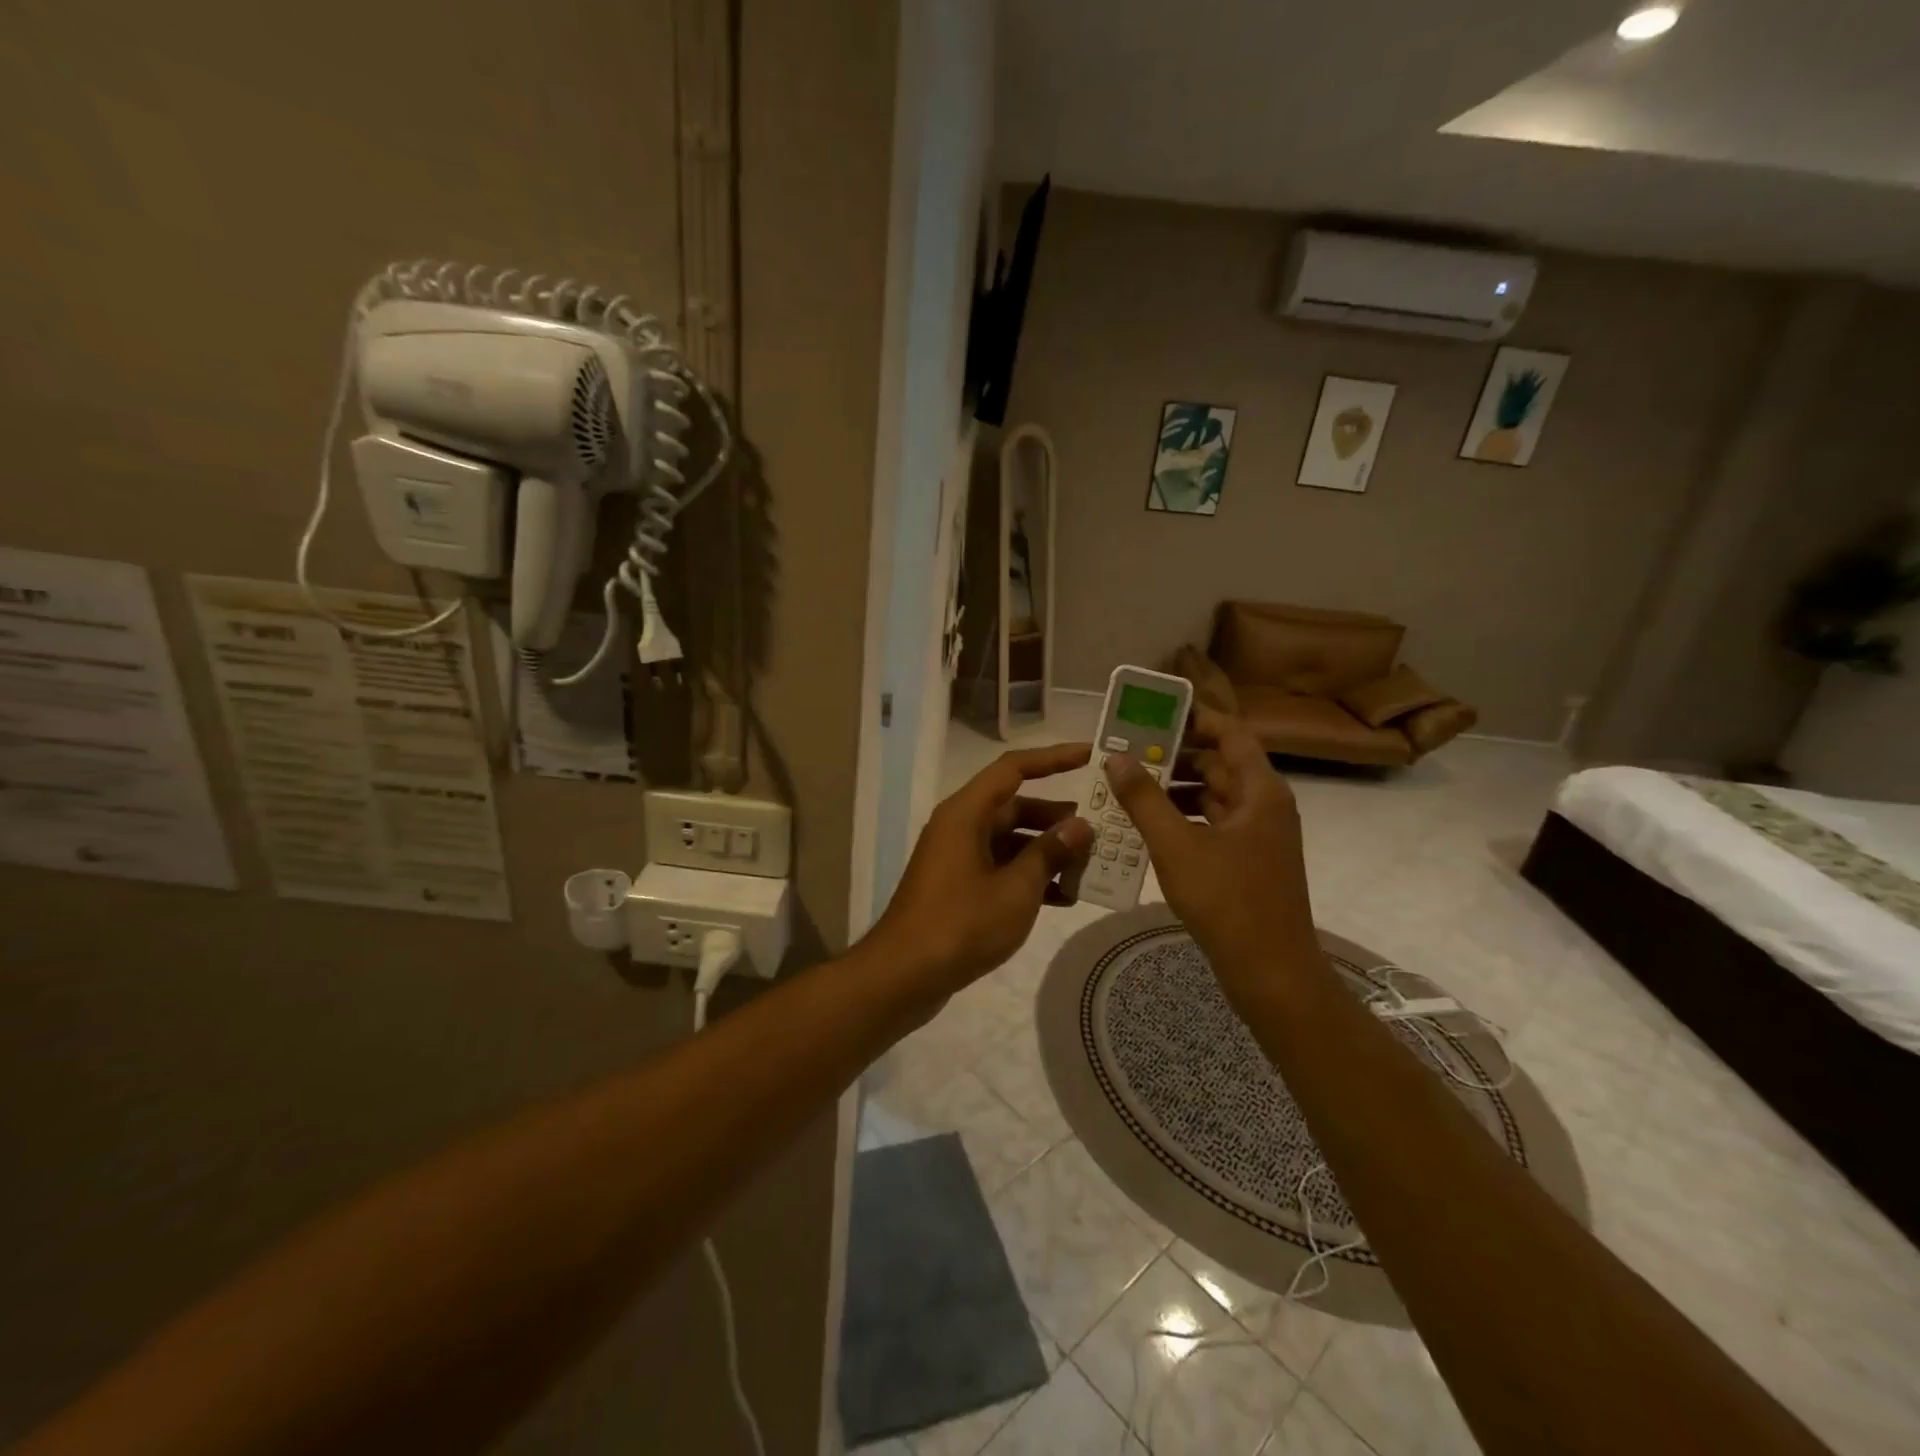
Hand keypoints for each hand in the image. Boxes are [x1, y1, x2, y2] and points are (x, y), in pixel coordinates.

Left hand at [867, 743, 1094, 997]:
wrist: (904, 975)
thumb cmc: (961, 924)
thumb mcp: (1016, 889)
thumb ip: (1050, 853)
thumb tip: (1080, 826)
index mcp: (966, 813)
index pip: (1013, 768)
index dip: (1053, 759)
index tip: (1090, 757)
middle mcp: (960, 826)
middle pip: (1015, 806)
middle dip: (1057, 818)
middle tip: (1100, 830)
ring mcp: (957, 857)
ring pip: (1010, 840)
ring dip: (1047, 852)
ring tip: (1089, 867)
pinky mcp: (958, 886)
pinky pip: (1000, 868)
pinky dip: (1028, 876)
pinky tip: (1063, 898)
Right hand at [1105, 706, 1321, 1006]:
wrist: (1271, 971)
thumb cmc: (1227, 901)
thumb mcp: (1177, 845)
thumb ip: (1144, 799)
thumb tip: (1117, 758)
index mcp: (1260, 791)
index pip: (1230, 733)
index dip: (1195, 719)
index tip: (1153, 715)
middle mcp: (1265, 805)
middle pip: (1220, 763)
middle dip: (1175, 755)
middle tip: (1129, 752)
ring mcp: (1259, 836)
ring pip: (1214, 796)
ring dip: (1175, 789)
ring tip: (1130, 787)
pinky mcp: (1249, 861)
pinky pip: (1213, 824)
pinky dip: (1184, 818)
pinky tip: (1149, 827)